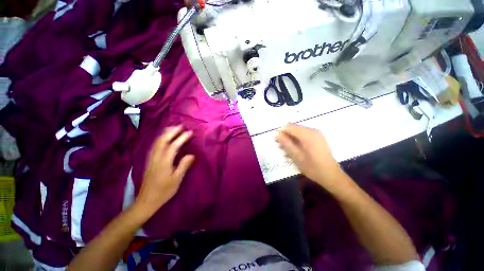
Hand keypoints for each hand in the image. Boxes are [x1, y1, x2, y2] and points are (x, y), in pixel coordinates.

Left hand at [134, 126, 194, 219]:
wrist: (146, 201)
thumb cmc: (164, 191)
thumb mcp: (177, 180)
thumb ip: (184, 166)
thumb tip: (191, 155)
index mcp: (164, 162)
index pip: (174, 146)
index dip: (182, 138)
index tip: (190, 132)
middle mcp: (156, 157)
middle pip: (163, 140)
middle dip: (172, 131)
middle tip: (181, 126)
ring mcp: (151, 158)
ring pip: (157, 142)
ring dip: (165, 133)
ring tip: (173, 128)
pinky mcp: (149, 160)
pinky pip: (154, 145)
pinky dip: (160, 138)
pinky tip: (163, 138)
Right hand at [276, 123, 341, 189]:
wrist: (331, 175)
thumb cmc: (312, 167)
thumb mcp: (296, 156)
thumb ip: (286, 143)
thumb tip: (276, 135)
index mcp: (308, 134)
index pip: (289, 127)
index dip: (281, 133)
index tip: (277, 142)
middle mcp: (312, 130)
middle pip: (293, 128)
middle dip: (285, 136)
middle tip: (280, 146)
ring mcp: (316, 134)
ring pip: (297, 131)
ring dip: (290, 139)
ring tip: (285, 150)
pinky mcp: (317, 138)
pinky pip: (303, 135)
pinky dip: (296, 140)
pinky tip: (294, 150)